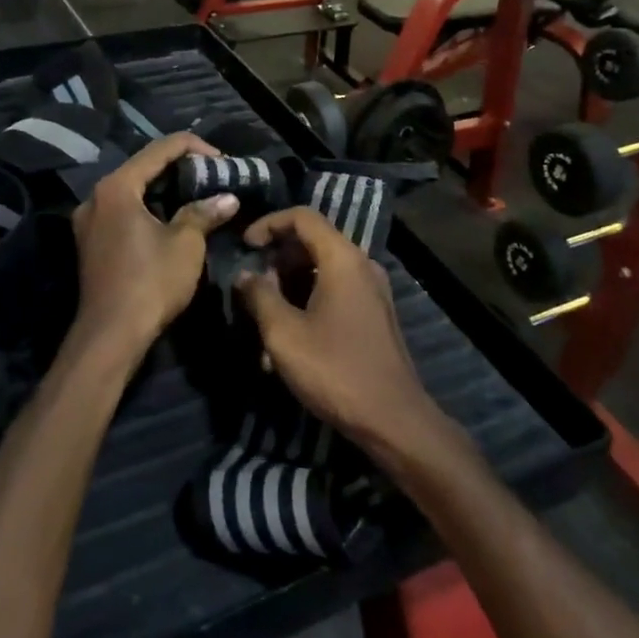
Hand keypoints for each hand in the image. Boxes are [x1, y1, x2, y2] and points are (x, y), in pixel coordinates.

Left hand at [71, 133, 237, 364]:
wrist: (110, 337)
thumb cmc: (150, 283)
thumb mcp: (185, 244)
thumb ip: (204, 212)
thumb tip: (228, 198)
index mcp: (116, 187)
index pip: (159, 149)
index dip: (194, 148)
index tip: (222, 160)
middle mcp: (96, 196)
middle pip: (142, 167)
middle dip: (180, 168)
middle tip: (212, 174)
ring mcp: (88, 221)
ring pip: (132, 190)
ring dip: (164, 188)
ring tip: (197, 193)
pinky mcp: (91, 242)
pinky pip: (123, 210)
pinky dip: (148, 207)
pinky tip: (172, 216)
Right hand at [234, 208, 448, 461]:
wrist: (394, 420)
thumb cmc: (335, 370)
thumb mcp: (284, 334)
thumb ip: (259, 296)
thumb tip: (245, 275)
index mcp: (342, 258)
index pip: (302, 217)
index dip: (268, 224)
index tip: (244, 246)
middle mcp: (361, 264)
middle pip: (313, 241)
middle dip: (277, 258)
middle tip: (252, 285)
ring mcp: (372, 290)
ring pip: (322, 269)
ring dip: (290, 285)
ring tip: (265, 318)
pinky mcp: (374, 314)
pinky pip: (335, 291)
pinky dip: (309, 300)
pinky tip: (291, 338)